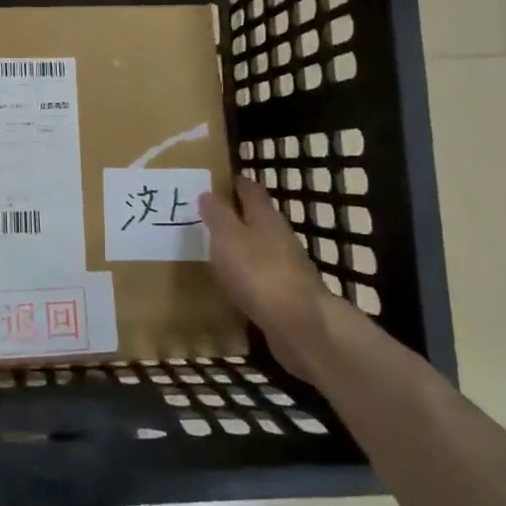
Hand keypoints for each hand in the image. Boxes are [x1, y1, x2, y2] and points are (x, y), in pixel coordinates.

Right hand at [199, 176, 357, 381]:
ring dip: (240, 244)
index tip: (216, 179)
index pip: (251, 189)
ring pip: (258, 246)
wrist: (299, 325)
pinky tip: (230, 281)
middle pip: (257, 217)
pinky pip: (259, 275)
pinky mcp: (285, 294)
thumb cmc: (259, 272)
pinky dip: (244, 272)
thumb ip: (217, 215)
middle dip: (235, 214)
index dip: (235, 182)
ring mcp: (285, 266)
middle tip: (206, 215)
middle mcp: (279, 236)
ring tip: (213, 247)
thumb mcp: (228, 237)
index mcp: (266, 217)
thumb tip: (207, 193)